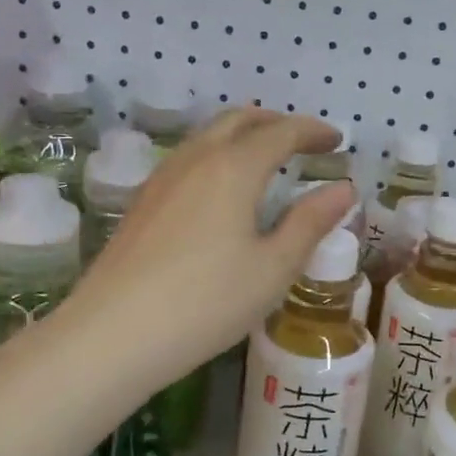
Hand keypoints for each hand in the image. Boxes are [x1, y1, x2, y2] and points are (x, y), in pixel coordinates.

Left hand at [56, 108, 355, 384]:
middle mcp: (195, 159)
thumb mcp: (272, 268)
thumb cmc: (206, 302)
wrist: (112, 335)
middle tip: (303, 142)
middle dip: (276, 122)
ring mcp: (162, 178)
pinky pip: (189, 158)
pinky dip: (218, 155)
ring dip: (243, 135)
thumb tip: (344, 188)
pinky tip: (222, 189)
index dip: (312, 132)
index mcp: (233, 168)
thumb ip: (310, 223)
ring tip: (266, 159)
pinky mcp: (142, 201)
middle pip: (239, 120)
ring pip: (208, 136)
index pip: (281, 132)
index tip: (337, 139)